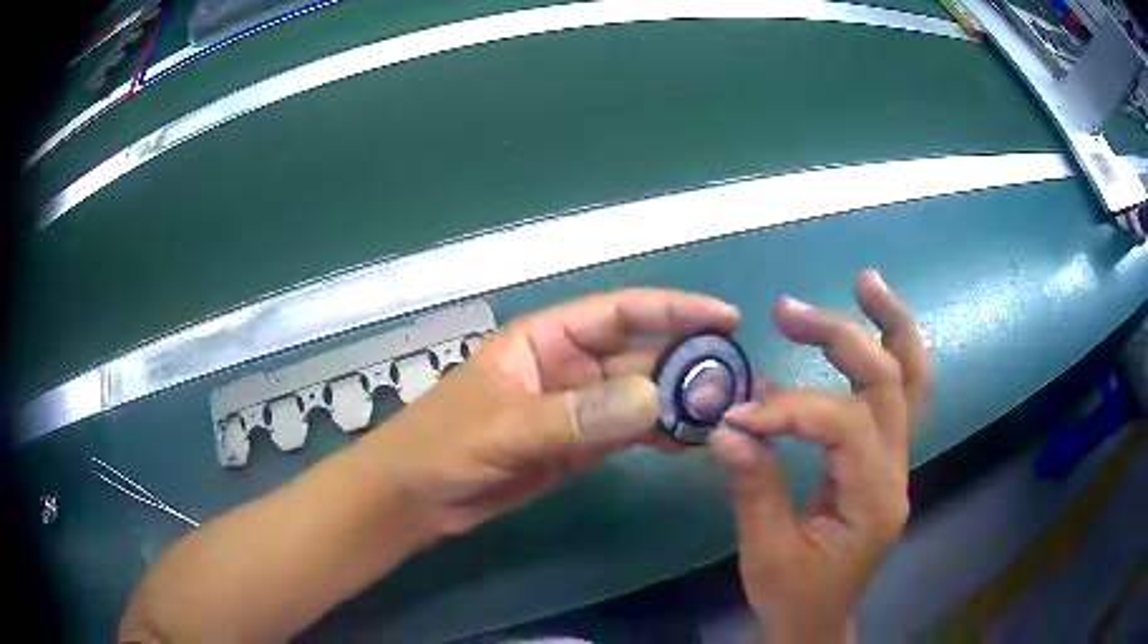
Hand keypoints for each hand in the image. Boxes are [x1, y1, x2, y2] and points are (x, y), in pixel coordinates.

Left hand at [370, 289, 739, 537]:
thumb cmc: (442, 446)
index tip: (725, 318)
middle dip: (689, 362)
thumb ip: (576, 416)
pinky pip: (630, 432)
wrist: (417, 498)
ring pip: (641, 395)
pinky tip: (692, 441)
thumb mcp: (503, 428)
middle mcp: (568, 364)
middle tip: (739, 381)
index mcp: (546, 338)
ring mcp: (577, 407)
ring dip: (681, 401)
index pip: (620, 311)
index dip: (674, 309)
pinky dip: (661, 434)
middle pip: (640, 353)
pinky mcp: (580, 444)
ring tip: (727, 412)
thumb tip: (655, 397)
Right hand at [708, 270, 929, 641]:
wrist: (818, 620)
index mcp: (873, 500)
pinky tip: (866, 328)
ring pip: (913, 379)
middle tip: (791, 311)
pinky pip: (897, 396)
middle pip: (893, 382)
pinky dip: (886, 354)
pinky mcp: (884, 459)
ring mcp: (897, 462)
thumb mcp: (766, 552)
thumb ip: (753, 487)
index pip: (843, 426)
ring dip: (891, 326)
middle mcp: (897, 471)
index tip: (738, 416)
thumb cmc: (794, 595)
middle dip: (845, 338)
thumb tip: (726, 427)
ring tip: (866, 283)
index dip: (790, 411)